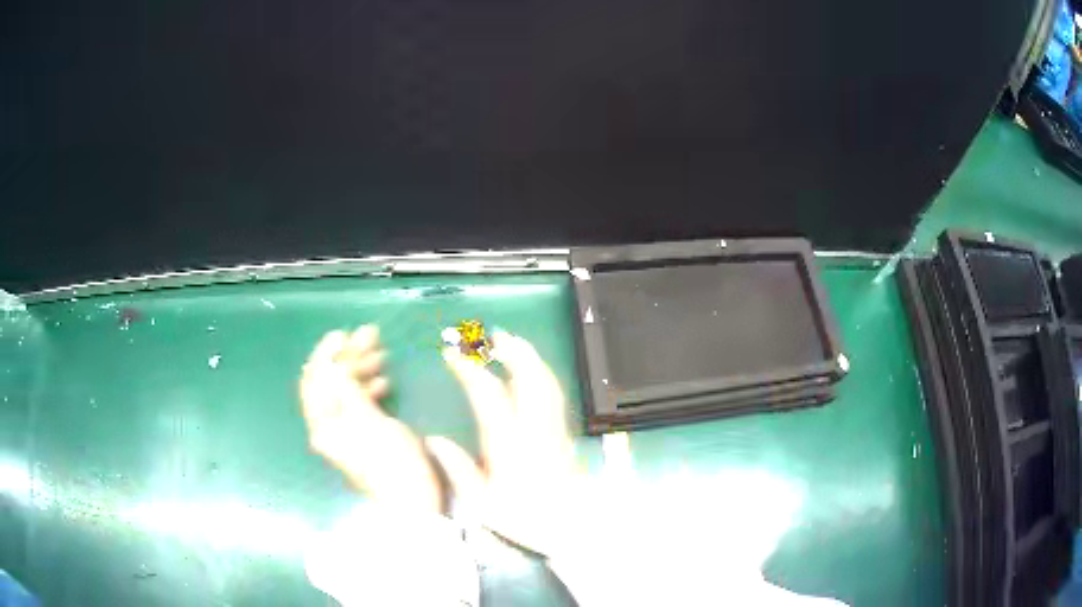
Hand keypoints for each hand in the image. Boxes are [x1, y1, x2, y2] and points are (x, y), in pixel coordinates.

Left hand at [299, 325, 441, 512]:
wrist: (413, 505)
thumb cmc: (394, 465)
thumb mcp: (371, 423)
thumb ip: (348, 391)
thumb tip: (330, 363)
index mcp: (324, 425)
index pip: (315, 381)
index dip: (326, 354)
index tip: (344, 333)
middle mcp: (328, 427)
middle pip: (330, 383)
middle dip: (348, 357)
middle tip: (371, 336)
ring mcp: (344, 434)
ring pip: (345, 393)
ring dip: (359, 370)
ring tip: (381, 353)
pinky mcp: (360, 439)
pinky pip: (357, 406)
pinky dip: (367, 390)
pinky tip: (384, 381)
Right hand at [427, 330, 579, 556]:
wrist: (569, 530)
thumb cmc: (523, 519)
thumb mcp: (481, 503)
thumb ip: (458, 470)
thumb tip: (433, 440)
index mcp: (509, 444)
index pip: (488, 394)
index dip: (470, 370)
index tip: (452, 355)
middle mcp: (534, 430)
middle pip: (527, 379)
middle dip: (510, 352)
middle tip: (493, 335)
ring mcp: (553, 430)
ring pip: (545, 383)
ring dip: (529, 358)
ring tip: (514, 342)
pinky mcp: (564, 435)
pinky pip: (555, 395)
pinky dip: (542, 375)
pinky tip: (533, 373)